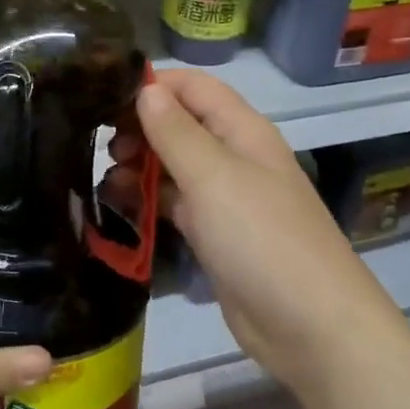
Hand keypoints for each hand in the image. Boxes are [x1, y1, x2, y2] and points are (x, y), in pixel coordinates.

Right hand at [132, 69, 407, 396]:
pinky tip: (119, 205)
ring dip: (140, 165)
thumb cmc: (260, 238)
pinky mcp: (216, 235)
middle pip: (182, 125)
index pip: (194, 87)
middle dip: (141, 127)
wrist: (308, 324)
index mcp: (243, 130)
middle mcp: (235, 156)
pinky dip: (149, 199)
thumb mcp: (214, 177)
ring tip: (104, 178)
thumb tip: (146, 89)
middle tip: (101, 146)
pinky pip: (176, 204)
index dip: (152, 85)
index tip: (103, 97)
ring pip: (175, 166)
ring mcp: (226, 198)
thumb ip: (176, 133)